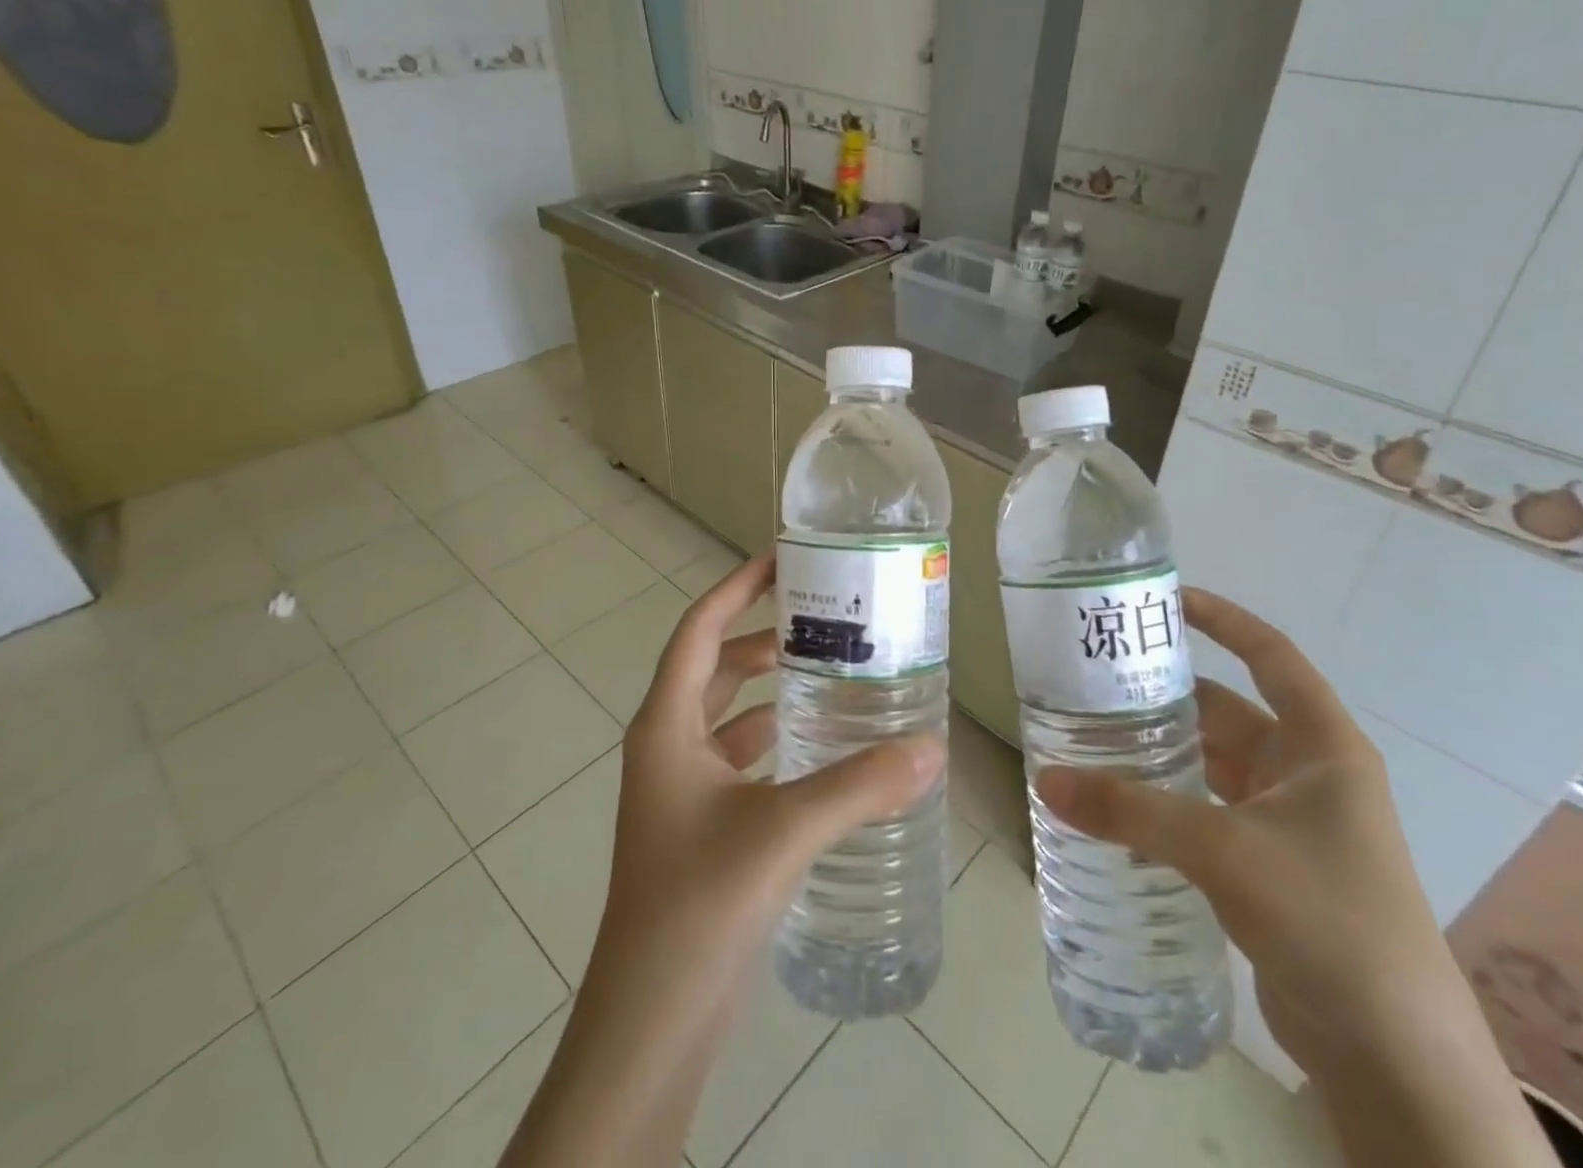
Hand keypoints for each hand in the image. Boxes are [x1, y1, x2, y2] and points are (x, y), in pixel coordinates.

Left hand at [597, 549, 943, 1006]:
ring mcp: (681, 789)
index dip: (736, 588)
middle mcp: (667, 746)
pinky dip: (777, 741)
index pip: (699, 629)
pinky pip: (741, 760)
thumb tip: (932, 747)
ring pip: (730, 715)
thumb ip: (859, 786)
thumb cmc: (698, 905)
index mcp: (666, 726)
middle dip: (766, 637)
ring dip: (773, 690)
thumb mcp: (783, 832)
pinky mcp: (701, 826)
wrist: (650, 1024)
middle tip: (827, 619)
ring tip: (834, 673)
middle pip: (718, 667)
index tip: (782, 559)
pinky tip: (823, 749)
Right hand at [1038, 587, 1442, 1068]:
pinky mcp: (1270, 867)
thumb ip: (1132, 810)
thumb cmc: (1329, 920)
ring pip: (1213, 766)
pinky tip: (1119, 807)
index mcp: (1322, 747)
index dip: (1223, 619)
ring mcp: (1291, 823)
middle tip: (1097, 680)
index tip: (1166, 599)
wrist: (1397, 1061)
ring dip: (1162, 753)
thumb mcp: (1225, 850)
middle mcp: (1309, 774)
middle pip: (1228, 712)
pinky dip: (1168, 803)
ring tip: (1093, 736)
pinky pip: (1208, 813)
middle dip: (1166, 696)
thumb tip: (1045, 780)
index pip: (1271, 656)